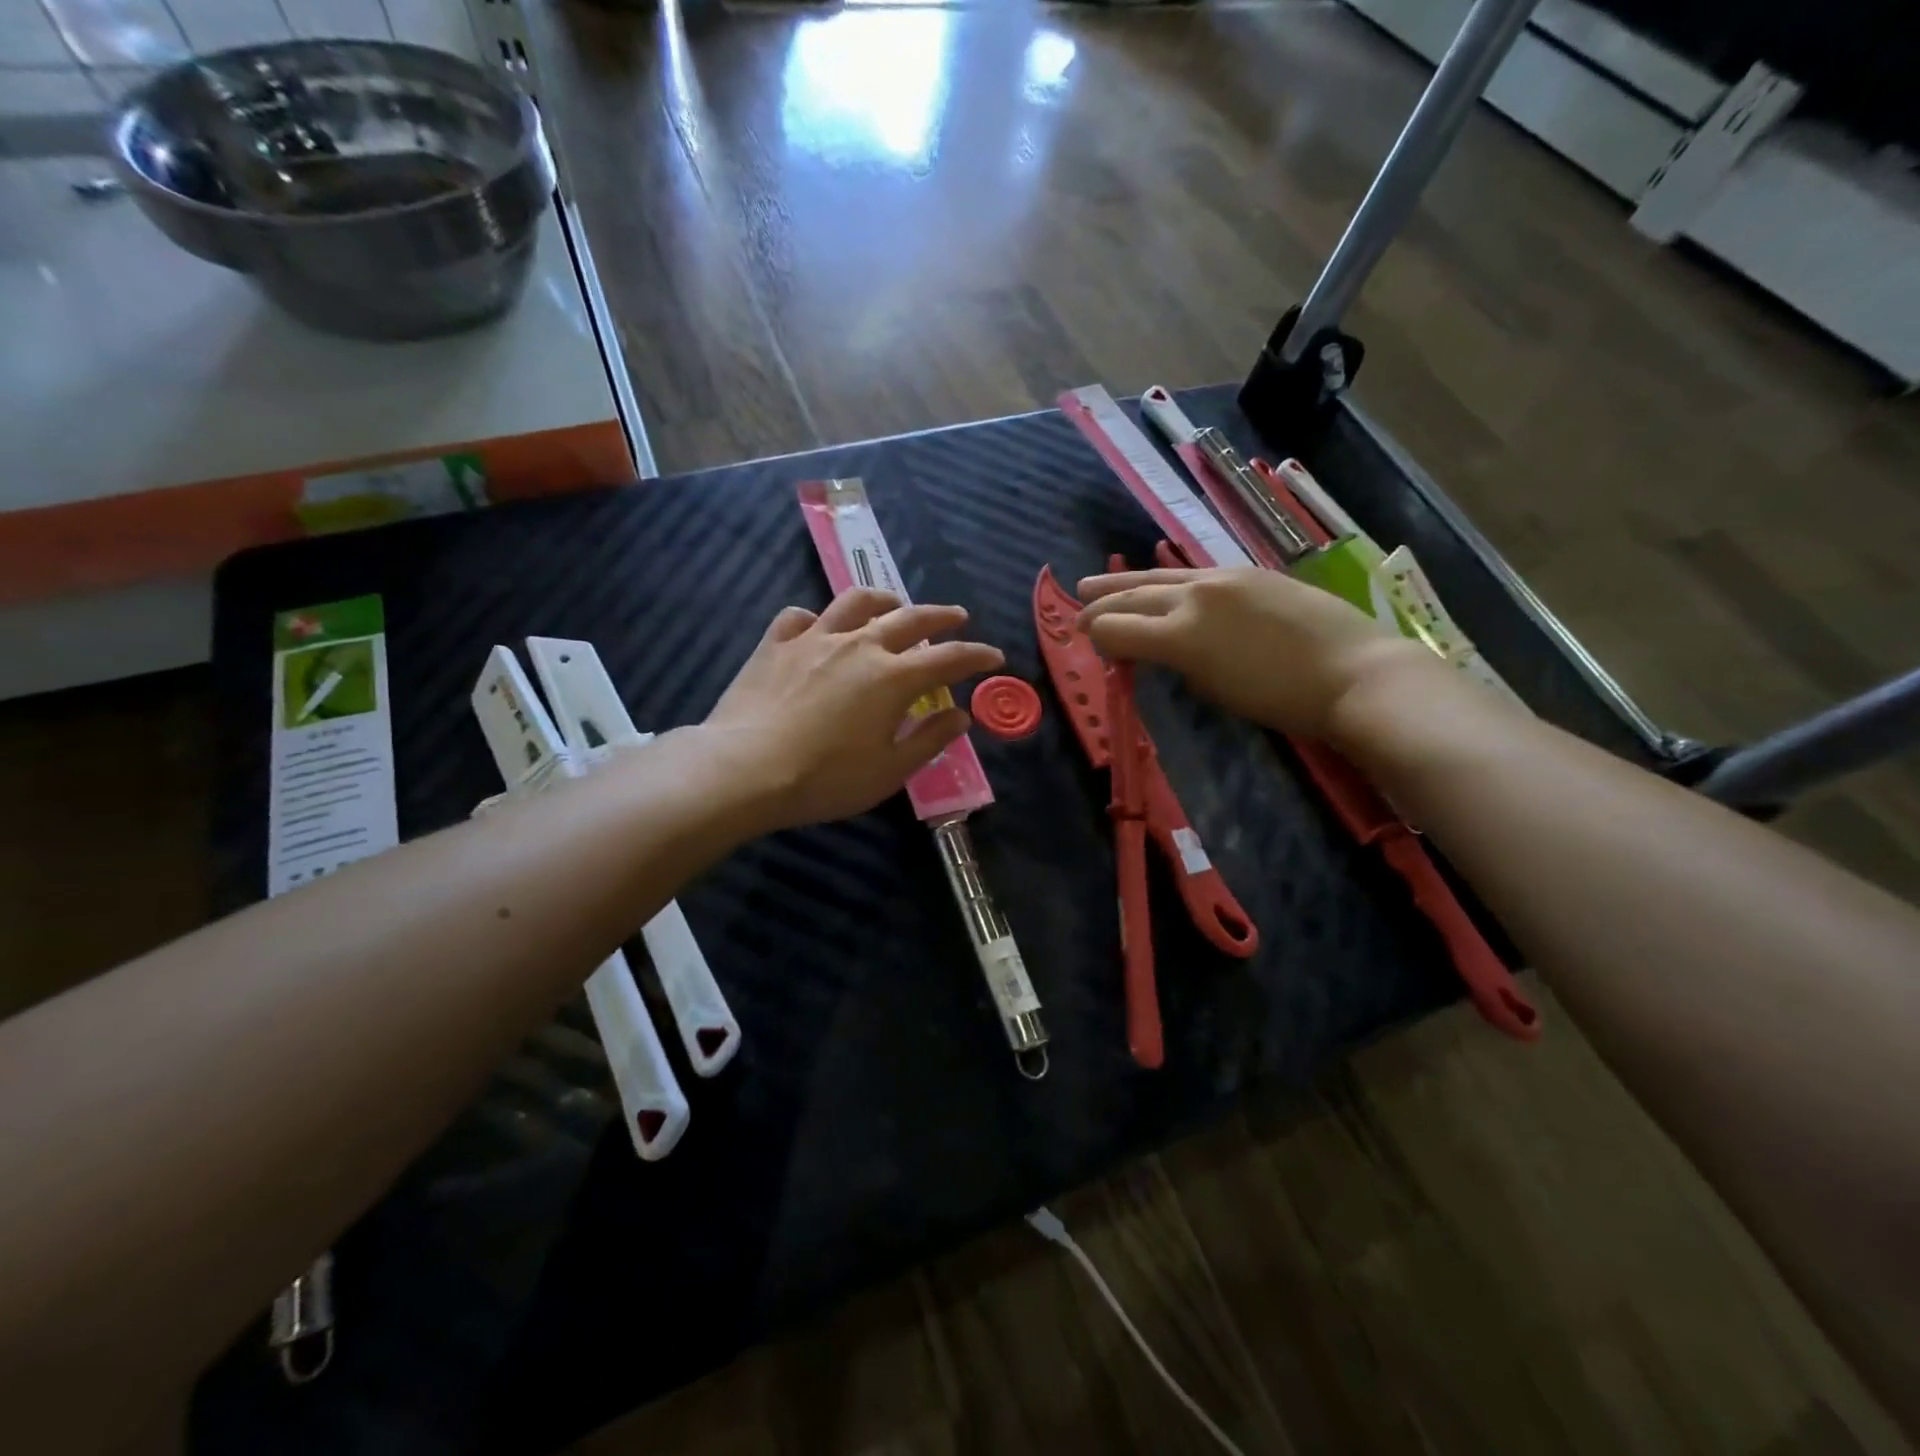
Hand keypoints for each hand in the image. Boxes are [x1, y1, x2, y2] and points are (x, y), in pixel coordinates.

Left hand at [705, 588, 1003, 830]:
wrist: (744, 770)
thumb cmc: (825, 778)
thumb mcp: (889, 771)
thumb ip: (930, 739)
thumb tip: (961, 715)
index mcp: (894, 678)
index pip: (949, 659)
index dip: (977, 656)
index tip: (994, 656)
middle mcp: (860, 645)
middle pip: (910, 618)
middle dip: (941, 616)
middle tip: (957, 618)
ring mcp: (815, 639)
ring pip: (856, 603)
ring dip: (884, 600)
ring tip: (894, 605)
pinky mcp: (776, 644)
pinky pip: (800, 617)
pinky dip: (817, 619)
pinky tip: (818, 628)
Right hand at [1076, 567, 1425, 739]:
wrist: (1356, 673)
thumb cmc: (1282, 700)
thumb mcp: (1215, 690)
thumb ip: (1178, 664)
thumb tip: (1160, 650)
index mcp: (1181, 634)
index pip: (1118, 629)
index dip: (1097, 638)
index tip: (1090, 646)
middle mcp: (1194, 595)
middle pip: (1132, 596)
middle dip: (1099, 605)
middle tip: (1077, 611)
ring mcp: (1223, 577)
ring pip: (1158, 576)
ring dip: (1122, 583)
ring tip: (1092, 585)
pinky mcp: (1249, 572)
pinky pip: (1192, 571)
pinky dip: (1163, 580)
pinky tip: (1156, 582)